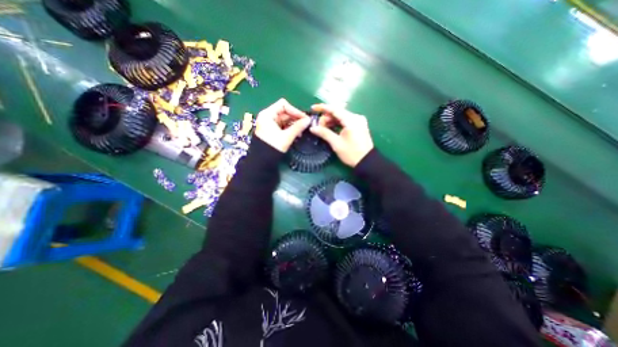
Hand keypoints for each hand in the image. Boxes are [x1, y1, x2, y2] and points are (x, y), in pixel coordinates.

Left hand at [254, 97, 311, 151]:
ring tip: (302, 131)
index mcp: (268, 114)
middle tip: (306, 125)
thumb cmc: (273, 147)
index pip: (283, 105)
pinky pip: (283, 126)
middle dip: (296, 118)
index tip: (304, 118)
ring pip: (285, 120)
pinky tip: (297, 134)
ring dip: (294, 124)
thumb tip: (309, 120)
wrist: (262, 161)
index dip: (295, 110)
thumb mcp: (287, 136)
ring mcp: (270, 124)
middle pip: (285, 112)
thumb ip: (298, 127)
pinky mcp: (272, 130)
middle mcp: (268, 117)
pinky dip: (290, 129)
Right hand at [307, 104, 370, 165]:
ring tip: (323, 128)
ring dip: (331, 121)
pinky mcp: (359, 126)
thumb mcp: (336, 143)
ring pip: (341, 116)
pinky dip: (337, 124)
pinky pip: (346, 121)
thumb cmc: (351, 153)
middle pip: (338, 112)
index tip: (313, 108)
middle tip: (318, 126)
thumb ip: (324, 133)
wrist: (367, 162)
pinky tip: (331, 129)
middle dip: (326, 117)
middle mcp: (356, 117)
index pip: (335, 109)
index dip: (323, 108)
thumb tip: (312, 128)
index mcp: (351, 120)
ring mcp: (359, 121)